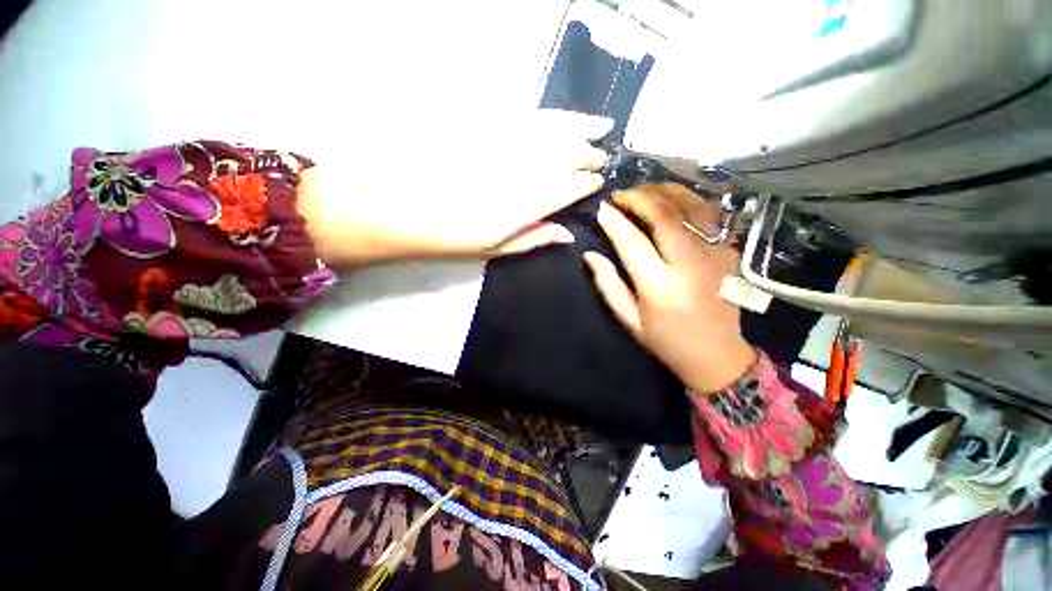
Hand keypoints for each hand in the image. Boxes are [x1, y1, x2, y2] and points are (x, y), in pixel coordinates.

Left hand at [297, 109, 611, 264]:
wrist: (402, 207)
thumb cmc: (452, 237)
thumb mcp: (496, 249)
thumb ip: (535, 238)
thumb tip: (568, 234)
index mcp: (525, 206)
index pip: (569, 188)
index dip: (587, 184)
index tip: (597, 182)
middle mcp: (521, 171)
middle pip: (567, 154)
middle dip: (589, 154)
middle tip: (601, 156)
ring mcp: (504, 144)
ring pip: (553, 128)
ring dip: (581, 125)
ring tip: (601, 125)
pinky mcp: (487, 125)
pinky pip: (528, 115)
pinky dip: (552, 115)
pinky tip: (562, 118)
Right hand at [584, 183, 756, 392]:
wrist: (717, 354)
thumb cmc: (666, 339)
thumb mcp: (629, 319)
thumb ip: (608, 285)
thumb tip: (590, 254)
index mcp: (660, 287)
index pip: (632, 242)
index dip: (614, 221)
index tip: (601, 209)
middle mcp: (689, 265)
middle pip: (665, 214)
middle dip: (638, 197)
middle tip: (620, 195)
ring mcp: (715, 254)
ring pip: (691, 206)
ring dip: (664, 191)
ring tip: (643, 191)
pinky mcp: (729, 251)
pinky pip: (709, 213)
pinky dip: (687, 199)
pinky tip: (671, 199)